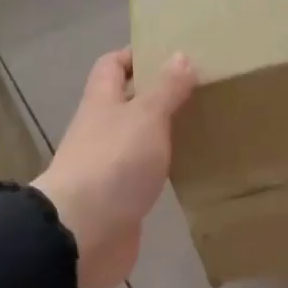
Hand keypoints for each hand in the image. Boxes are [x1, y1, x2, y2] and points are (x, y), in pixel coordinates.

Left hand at [33, 49, 196, 287]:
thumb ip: (165, 89)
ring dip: (164, 133)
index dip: (136, 56)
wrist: (84, 232)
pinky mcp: (121, 198)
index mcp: (101, 102)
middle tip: (200, 91)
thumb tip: (180, 55)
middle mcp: (101, 130)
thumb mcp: (145, 117)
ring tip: (204, 126)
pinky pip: (145, 174)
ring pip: (139, 140)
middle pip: (127, 103)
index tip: (172, 54)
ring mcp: (109, 166)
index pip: (112, 66)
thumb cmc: (114, 163)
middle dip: (159, 95)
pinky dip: (165, 168)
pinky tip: (191, 168)